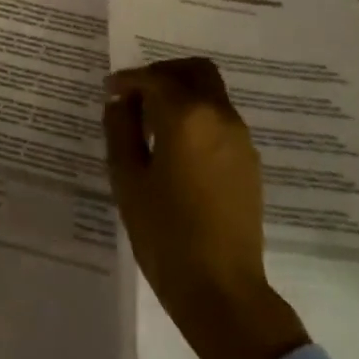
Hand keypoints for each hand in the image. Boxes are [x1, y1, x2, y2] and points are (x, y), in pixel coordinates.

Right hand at [104, 58, 307, 358]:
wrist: (220, 287)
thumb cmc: (164, 232)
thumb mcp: (127, 178)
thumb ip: (120, 130)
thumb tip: (120, 102)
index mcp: (186, 117)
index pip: (154, 79)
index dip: (127, 80)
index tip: (109, 91)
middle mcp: (219, 117)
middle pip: (195, 71)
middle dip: (163, 74)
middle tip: (136, 95)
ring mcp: (240, 139)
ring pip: (211, 94)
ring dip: (181, 95)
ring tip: (151, 124)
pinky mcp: (248, 161)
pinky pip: (220, 119)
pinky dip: (196, 116)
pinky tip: (175, 147)